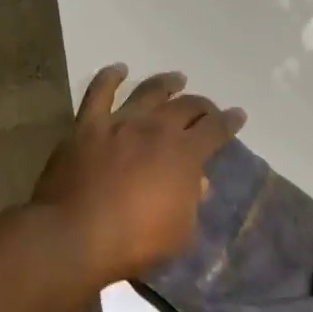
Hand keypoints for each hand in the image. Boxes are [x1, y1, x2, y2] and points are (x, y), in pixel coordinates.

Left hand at [32, 65, 245, 286]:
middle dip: (203, 105)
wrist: (75, 236)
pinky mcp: (87, 126)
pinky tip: (118, 70)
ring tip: (177, 79)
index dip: (230, 121)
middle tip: (208, 109)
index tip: (238, 116)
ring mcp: (120, 123)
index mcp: (185, 154)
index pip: (216, 129)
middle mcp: (156, 129)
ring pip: (149, 92)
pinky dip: (109, 77)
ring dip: (166, 84)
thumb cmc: (135, 242)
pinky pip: (99, 93)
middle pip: (187, 106)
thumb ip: (192, 202)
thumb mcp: (180, 232)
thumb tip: (198, 182)